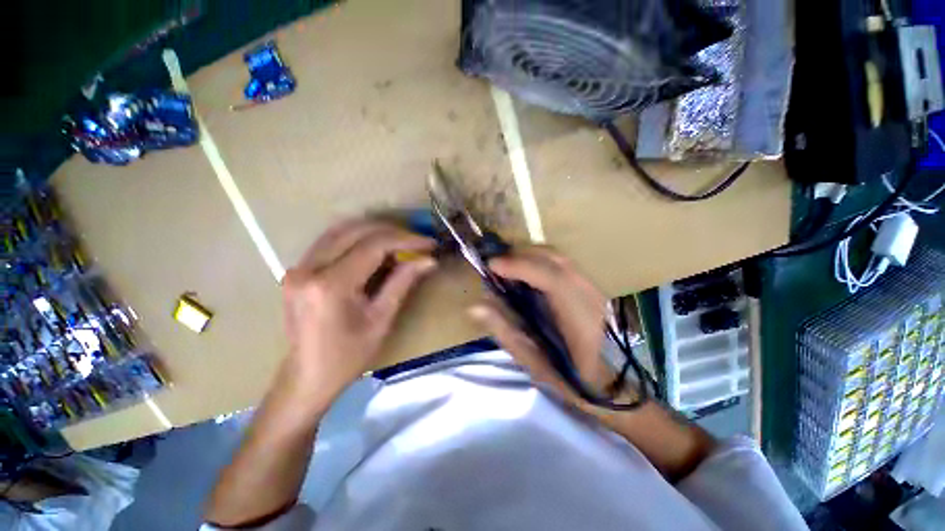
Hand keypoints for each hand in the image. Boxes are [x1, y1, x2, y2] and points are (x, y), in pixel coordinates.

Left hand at [280, 220, 436, 402]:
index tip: (429, 243)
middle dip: (392, 232)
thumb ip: (403, 282)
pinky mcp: (298, 269)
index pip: (373, 246)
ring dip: (375, 231)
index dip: (406, 240)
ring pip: (342, 229)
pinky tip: (376, 247)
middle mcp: (309, 268)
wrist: (307, 377)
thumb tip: (429, 260)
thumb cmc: (348, 356)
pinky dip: (358, 238)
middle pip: (356, 230)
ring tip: (401, 241)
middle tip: (418, 241)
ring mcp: (299, 266)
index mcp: (331, 285)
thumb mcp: (381, 319)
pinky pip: (332, 240)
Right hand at [468, 247, 615, 410]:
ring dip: (530, 256)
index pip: (551, 279)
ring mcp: (595, 289)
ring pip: (559, 258)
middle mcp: (590, 295)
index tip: (492, 266)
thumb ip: (505, 331)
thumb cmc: (574, 381)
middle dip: (521, 255)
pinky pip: (563, 264)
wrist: (618, 386)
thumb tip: (476, 306)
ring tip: (509, 268)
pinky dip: (541, 262)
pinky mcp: (593, 288)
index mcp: (579, 319)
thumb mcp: (534, 362)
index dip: (520, 266)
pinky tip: (529, 274)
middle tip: (496, 266)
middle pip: (554, 259)